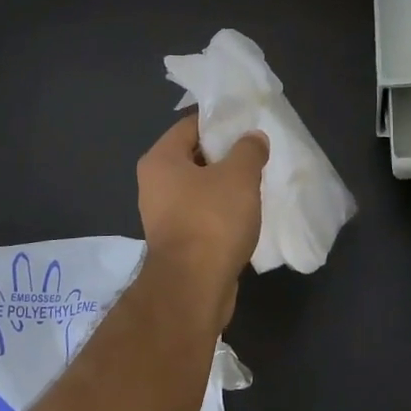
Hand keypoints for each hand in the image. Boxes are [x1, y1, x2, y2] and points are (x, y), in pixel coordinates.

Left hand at [136, 115, 268, 326]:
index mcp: (161, 159)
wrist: (193, 289)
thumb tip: (253, 138)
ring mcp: (163, 215)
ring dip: (225, 185)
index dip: (220, 121)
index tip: (248, 123)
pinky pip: (201, 213)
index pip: (190, 125)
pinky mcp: (176, 241)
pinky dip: (221, 211)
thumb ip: (248, 150)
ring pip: (199, 187)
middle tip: (256, 152)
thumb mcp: (239, 176)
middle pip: (194, 156)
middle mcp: (154, 183)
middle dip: (225, 154)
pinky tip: (246, 213)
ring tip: (256, 182)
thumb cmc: (211, 221)